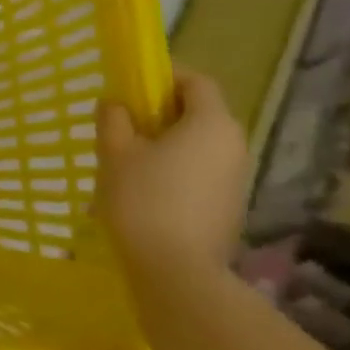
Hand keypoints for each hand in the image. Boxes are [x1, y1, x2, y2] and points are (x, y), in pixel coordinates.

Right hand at [98, 68, 248, 278]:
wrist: (176, 273)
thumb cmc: (143, 200)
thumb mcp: (115, 152)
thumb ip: (113, 118)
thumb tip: (115, 103)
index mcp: (212, 123)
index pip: (196, 81)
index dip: (164, 76)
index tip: (132, 85)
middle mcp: (234, 145)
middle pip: (199, 113)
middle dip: (161, 112)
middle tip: (123, 123)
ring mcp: (236, 179)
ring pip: (199, 144)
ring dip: (167, 143)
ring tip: (129, 160)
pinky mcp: (229, 207)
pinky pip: (202, 172)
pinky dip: (177, 169)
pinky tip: (146, 190)